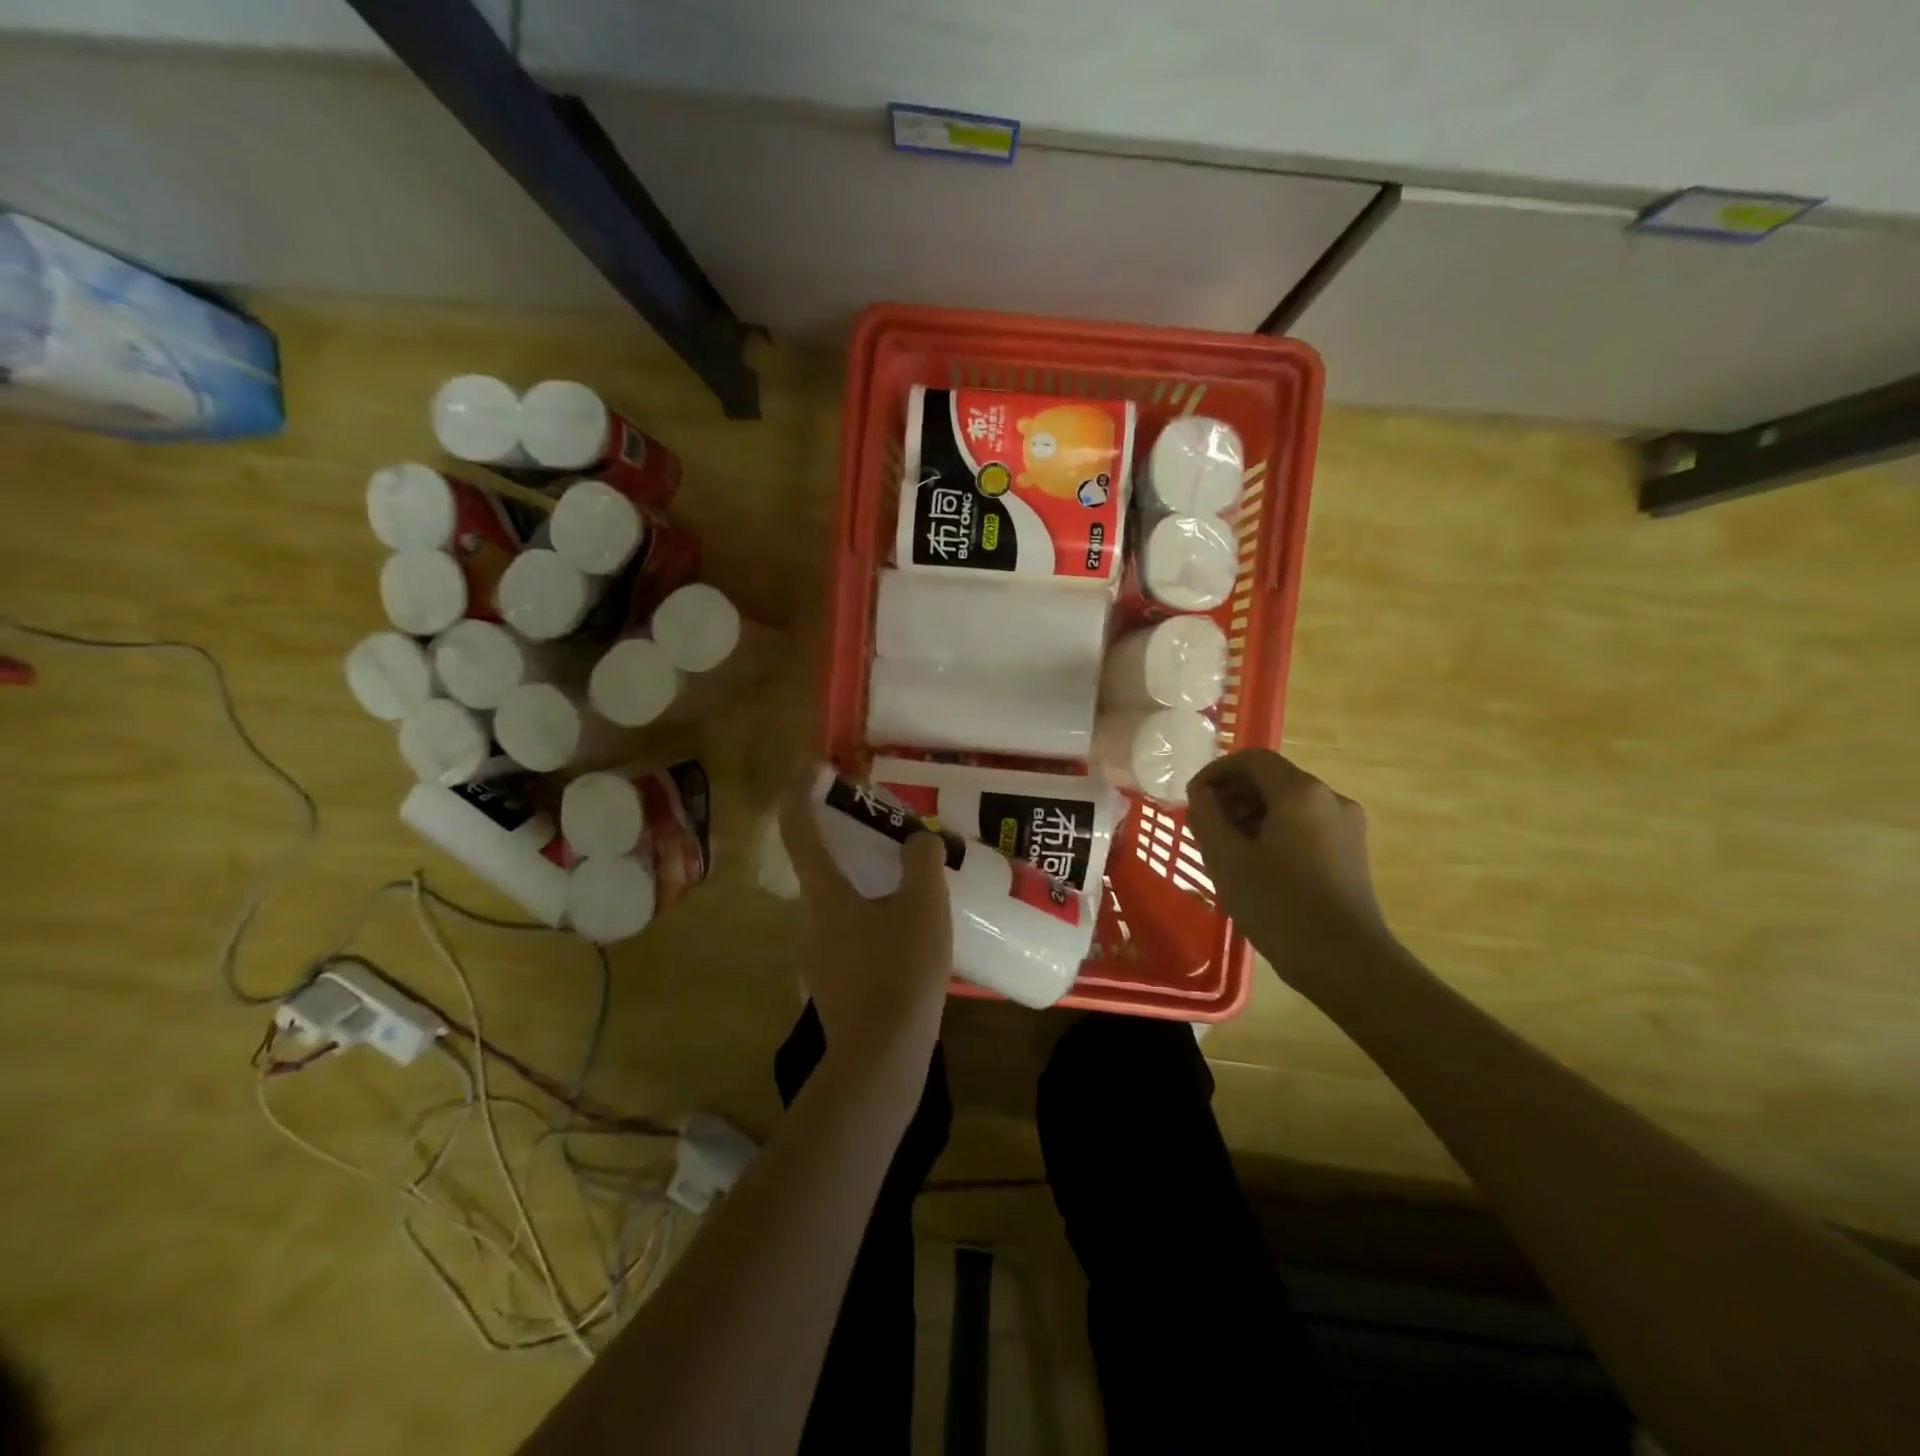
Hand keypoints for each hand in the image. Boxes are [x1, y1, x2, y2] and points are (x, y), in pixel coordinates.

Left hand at [778, 773, 952, 1063]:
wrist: (882, 1055)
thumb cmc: (901, 969)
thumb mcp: (924, 905)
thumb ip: (922, 860)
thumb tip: (918, 839)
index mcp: (823, 891)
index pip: (798, 826)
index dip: (801, 789)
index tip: (817, 765)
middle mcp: (809, 916)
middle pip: (818, 863)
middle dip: (844, 837)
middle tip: (884, 827)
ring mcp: (816, 952)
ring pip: (835, 899)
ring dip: (861, 879)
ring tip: (906, 879)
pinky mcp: (831, 980)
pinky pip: (846, 930)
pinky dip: (868, 914)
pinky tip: (905, 929)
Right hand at [1186, 749, 1394, 981]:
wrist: (1346, 962)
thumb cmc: (1279, 905)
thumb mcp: (1227, 859)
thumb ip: (1207, 816)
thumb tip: (1201, 793)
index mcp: (1300, 792)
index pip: (1252, 759)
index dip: (1216, 772)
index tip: (1193, 798)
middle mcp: (1329, 798)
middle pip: (1272, 780)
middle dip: (1233, 796)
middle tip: (1204, 826)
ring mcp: (1346, 825)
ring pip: (1289, 804)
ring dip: (1252, 815)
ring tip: (1226, 848)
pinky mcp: (1351, 851)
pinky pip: (1305, 825)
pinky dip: (1275, 831)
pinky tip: (1256, 864)